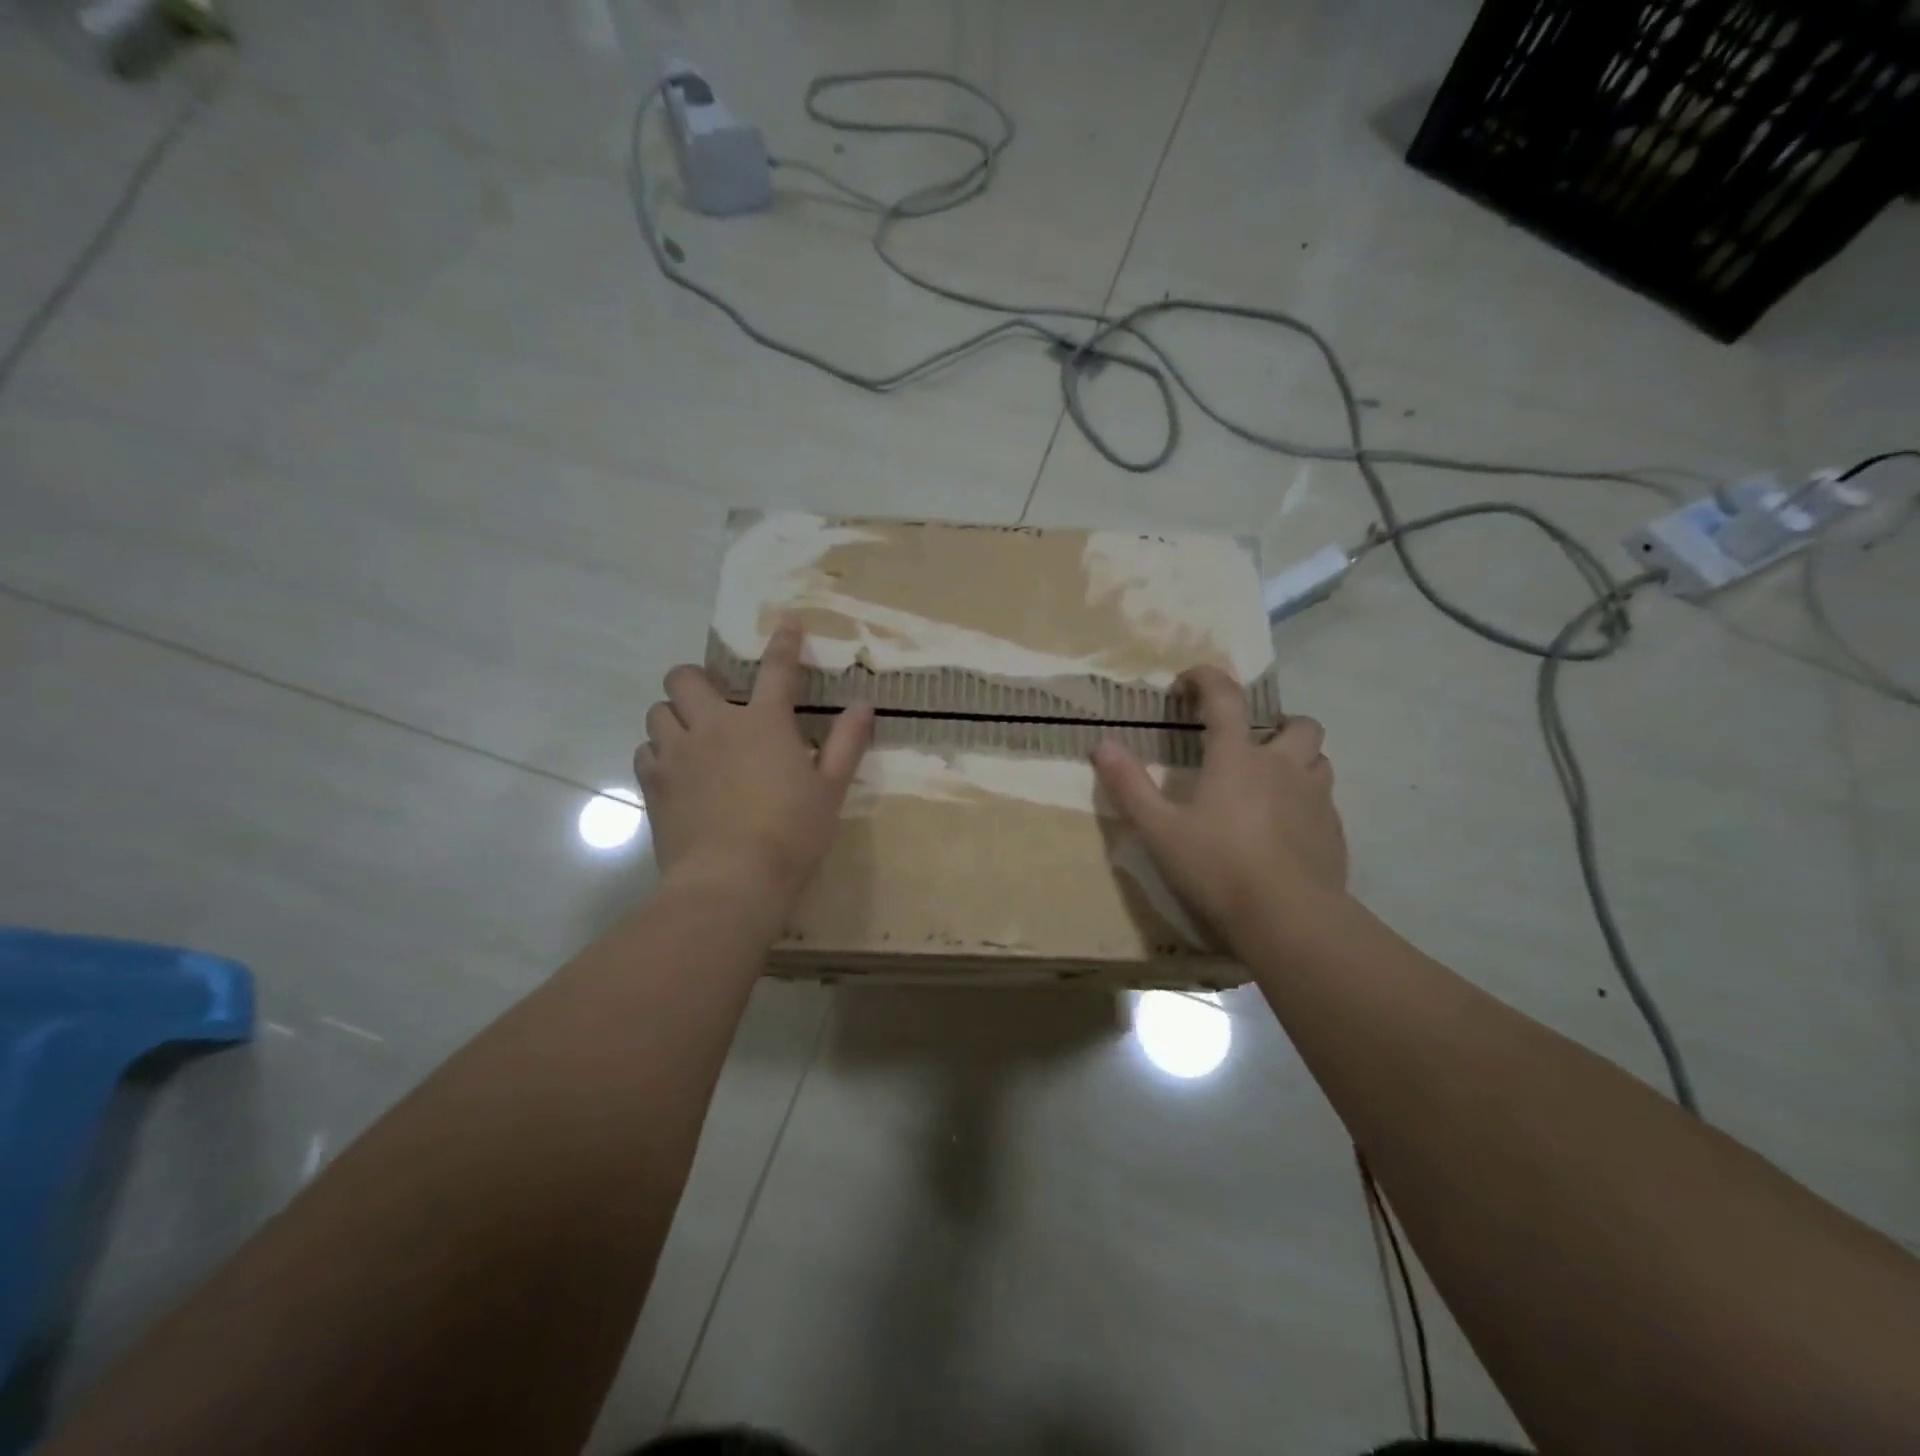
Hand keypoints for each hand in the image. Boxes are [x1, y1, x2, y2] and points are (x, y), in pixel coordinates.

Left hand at [636, 617, 874, 902]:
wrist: (731, 879)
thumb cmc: (791, 832)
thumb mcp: (831, 789)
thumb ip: (847, 743)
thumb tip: (864, 705)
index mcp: (764, 722)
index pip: (777, 669)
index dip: (784, 642)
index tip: (786, 622)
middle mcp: (714, 726)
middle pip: (684, 677)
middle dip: (696, 679)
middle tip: (715, 700)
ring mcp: (677, 754)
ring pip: (657, 712)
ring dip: (674, 716)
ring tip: (692, 737)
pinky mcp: (654, 785)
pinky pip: (645, 752)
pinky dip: (658, 753)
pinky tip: (676, 772)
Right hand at [1092, 665, 1346, 946]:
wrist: (1288, 918)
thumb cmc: (1217, 866)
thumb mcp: (1159, 829)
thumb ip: (1129, 785)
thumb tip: (1102, 744)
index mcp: (1238, 758)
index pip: (1226, 698)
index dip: (1206, 679)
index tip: (1187, 683)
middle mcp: (1284, 767)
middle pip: (1298, 725)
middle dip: (1276, 725)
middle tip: (1250, 747)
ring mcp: (1316, 799)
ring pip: (1319, 760)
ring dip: (1298, 762)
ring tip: (1271, 785)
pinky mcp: (1334, 833)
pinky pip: (1325, 802)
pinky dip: (1306, 803)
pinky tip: (1286, 831)